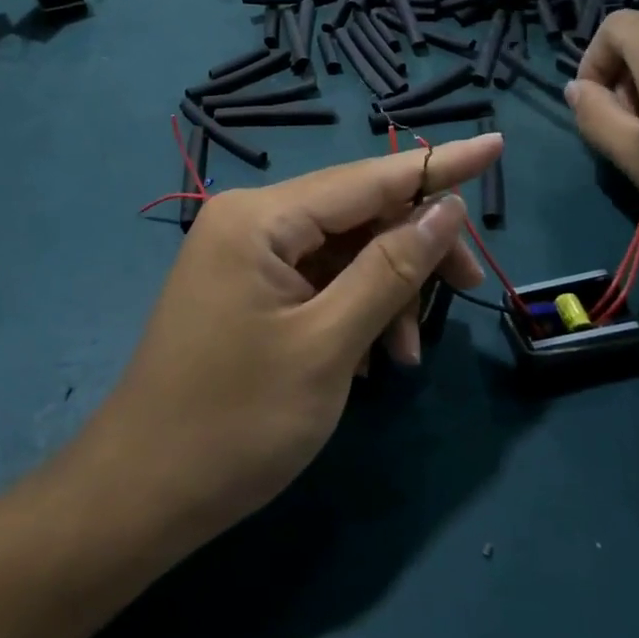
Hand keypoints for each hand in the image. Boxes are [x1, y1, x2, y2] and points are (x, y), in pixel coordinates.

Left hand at [84, 135, 500, 550]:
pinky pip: (314, 280)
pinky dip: (351, 309)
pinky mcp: (243, 288)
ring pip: (339, 251)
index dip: (438, 165)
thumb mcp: (329, 344)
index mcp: (261, 217)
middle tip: (469, 289)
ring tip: (402, 357)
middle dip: (413, 250)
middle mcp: (249, 219)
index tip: (497, 144)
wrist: (141, 493)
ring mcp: (242, 254)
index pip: (368, 177)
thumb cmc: (236, 422)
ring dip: (384, 291)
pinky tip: (368, 358)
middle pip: (355, 213)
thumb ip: (392, 268)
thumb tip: (445, 208)